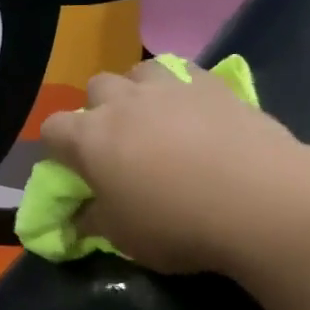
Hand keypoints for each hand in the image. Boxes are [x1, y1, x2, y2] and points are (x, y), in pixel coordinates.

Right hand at [39, 61, 307, 273]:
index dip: (57, 148)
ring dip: (139, 91)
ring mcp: (170, 87)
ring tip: (156, 119)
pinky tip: (197, 113)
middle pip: (95, 88)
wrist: (257, 200)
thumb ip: (93, 221)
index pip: (52, 129)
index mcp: (90, 139)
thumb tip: (78, 218)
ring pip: (139, 71)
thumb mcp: (123, 238)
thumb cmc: (176, 224)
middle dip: (99, 110)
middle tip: (118, 143)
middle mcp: (123, 103)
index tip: (73, 169)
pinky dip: (182, 89)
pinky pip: (185, 73)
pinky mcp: (212, 84)